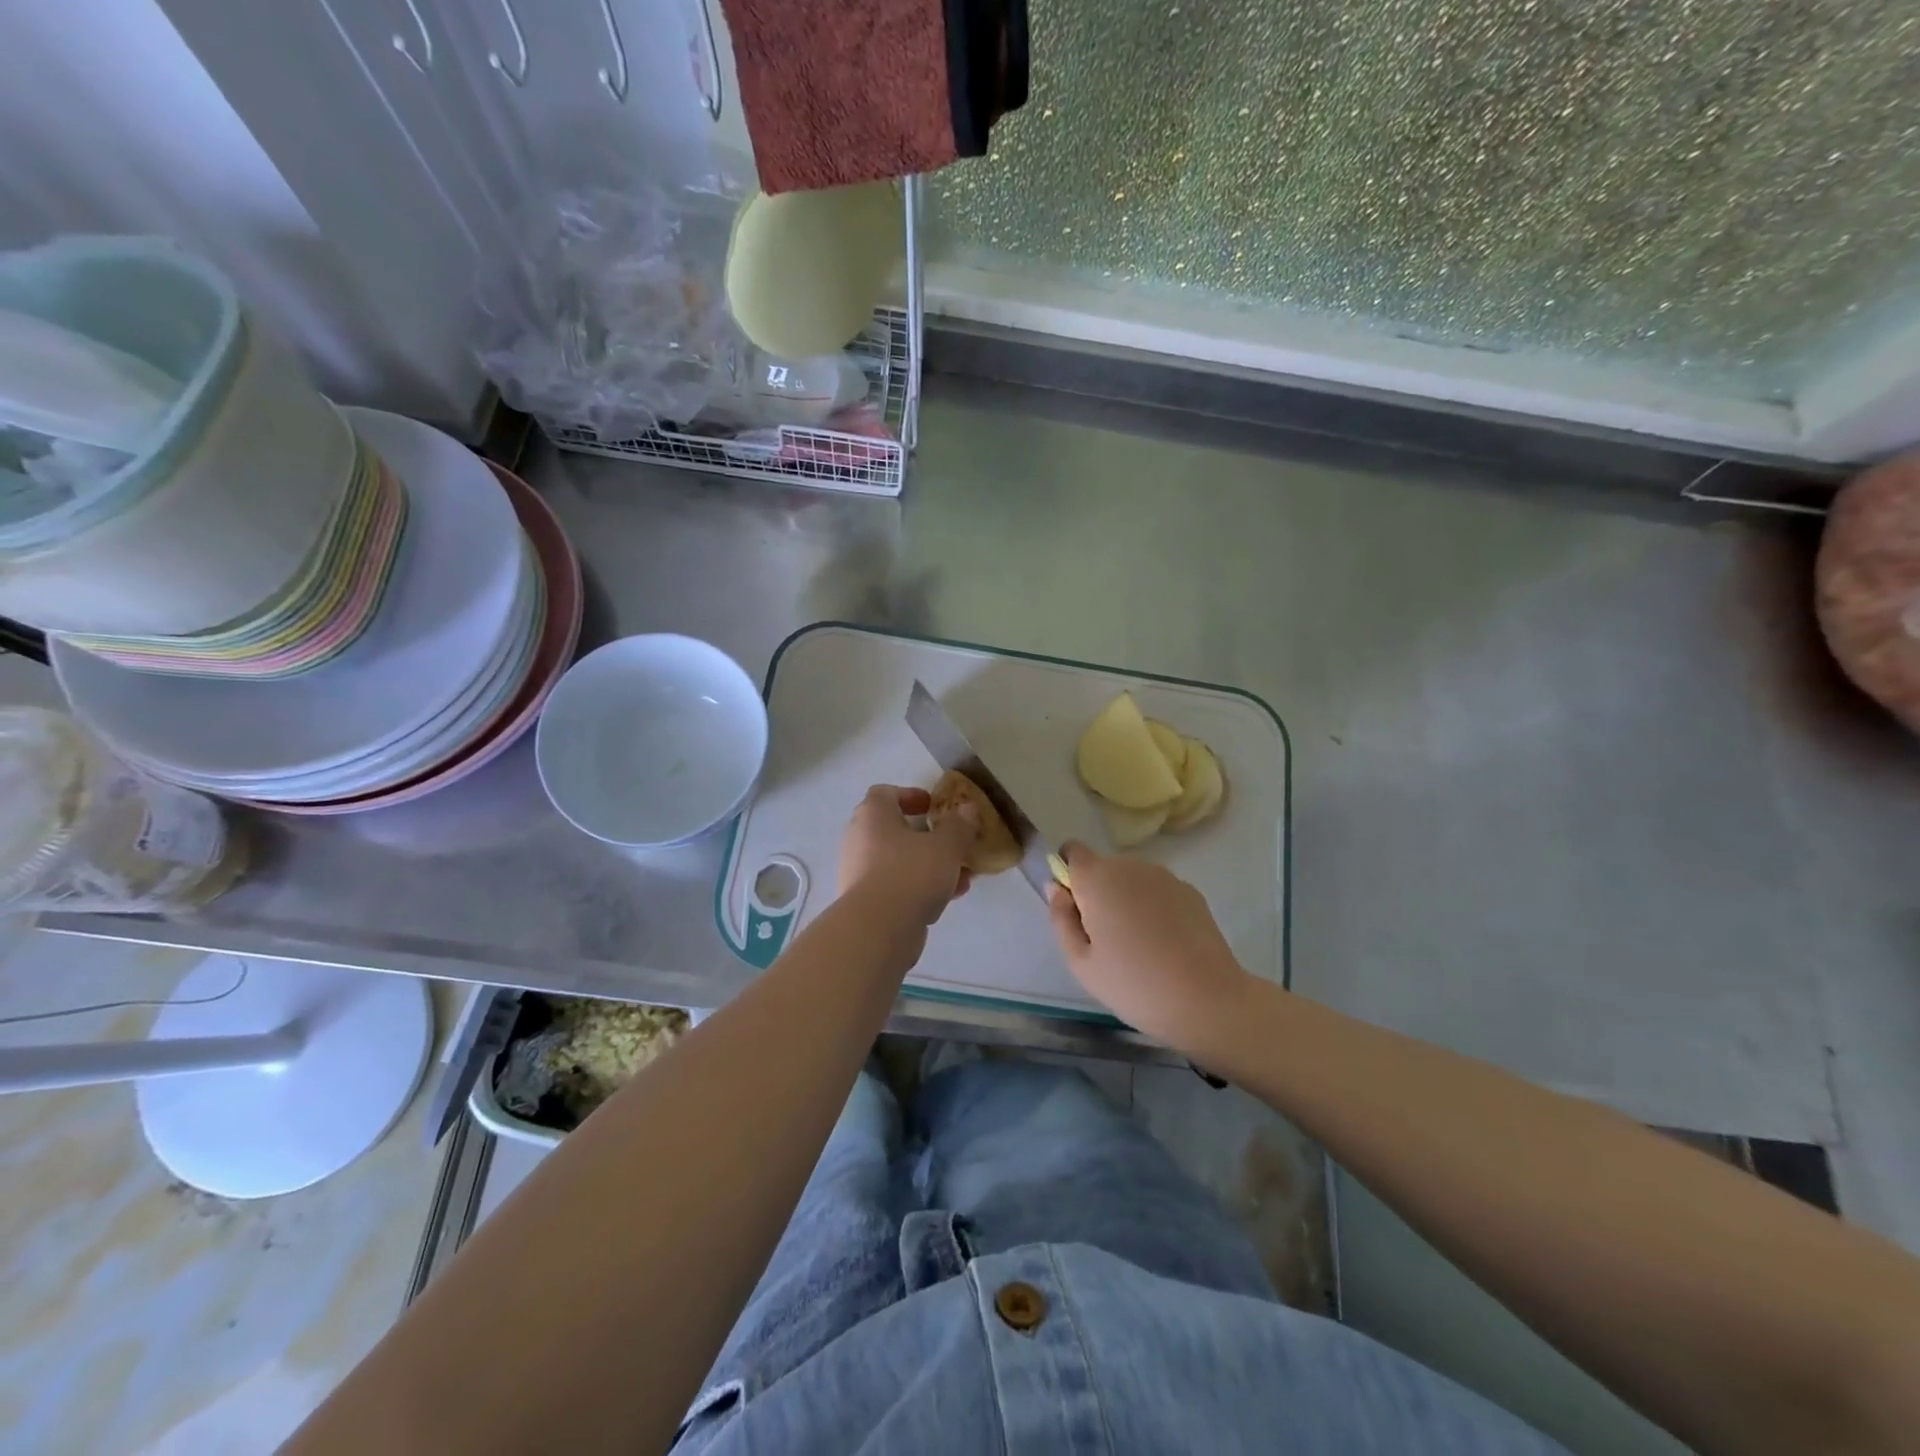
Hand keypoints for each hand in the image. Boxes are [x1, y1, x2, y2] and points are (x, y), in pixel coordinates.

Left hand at [837, 784, 976, 927]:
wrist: (878, 929)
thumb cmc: (911, 873)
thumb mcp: (946, 845)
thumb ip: (959, 825)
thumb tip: (967, 808)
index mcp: (873, 815)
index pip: (885, 793)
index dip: (910, 795)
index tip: (933, 807)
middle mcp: (859, 839)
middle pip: (894, 830)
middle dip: (927, 837)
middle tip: (952, 844)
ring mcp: (858, 872)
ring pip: (899, 861)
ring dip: (929, 865)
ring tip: (961, 877)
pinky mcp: (865, 902)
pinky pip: (896, 885)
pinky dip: (919, 887)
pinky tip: (947, 899)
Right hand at [1048, 842, 1252, 1051]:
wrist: (1207, 1000)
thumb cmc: (1134, 985)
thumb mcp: (1081, 963)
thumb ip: (1061, 919)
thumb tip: (1056, 889)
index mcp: (1097, 879)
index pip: (1072, 851)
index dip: (1068, 874)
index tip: (1075, 909)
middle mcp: (1130, 866)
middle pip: (1103, 868)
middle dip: (1098, 893)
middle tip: (1105, 939)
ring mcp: (1164, 877)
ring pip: (1131, 879)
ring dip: (1126, 899)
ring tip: (1138, 945)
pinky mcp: (1190, 891)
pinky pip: (1158, 891)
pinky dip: (1154, 908)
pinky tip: (1165, 944)